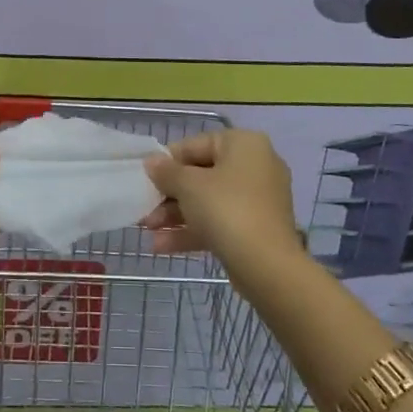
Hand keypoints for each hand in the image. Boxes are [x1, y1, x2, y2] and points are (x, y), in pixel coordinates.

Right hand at [140, 130, 305, 268]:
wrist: (268, 267)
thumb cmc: (227, 210)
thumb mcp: (189, 186)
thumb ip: (167, 171)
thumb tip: (152, 162)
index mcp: (244, 144)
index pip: (196, 145)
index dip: (167, 161)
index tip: (146, 178)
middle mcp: (255, 166)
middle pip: (201, 175)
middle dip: (169, 195)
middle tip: (144, 208)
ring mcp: (258, 200)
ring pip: (208, 201)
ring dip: (176, 215)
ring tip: (147, 229)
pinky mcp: (256, 229)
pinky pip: (219, 222)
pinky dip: (193, 230)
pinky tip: (161, 246)